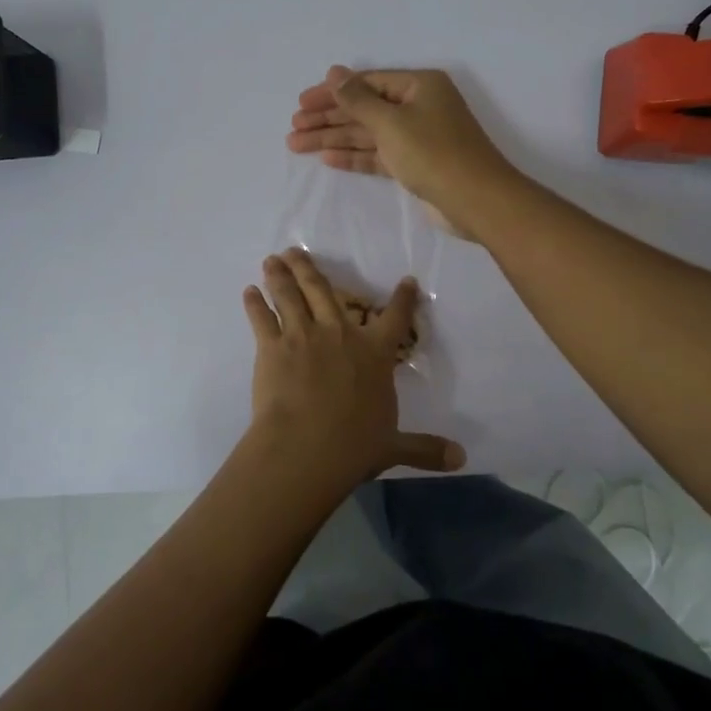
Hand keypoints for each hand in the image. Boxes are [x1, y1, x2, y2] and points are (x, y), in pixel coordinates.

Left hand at [243, 248, 463, 486]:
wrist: (307, 447)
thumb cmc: (354, 446)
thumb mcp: (394, 447)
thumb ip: (425, 448)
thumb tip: (461, 459)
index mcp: (374, 354)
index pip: (395, 319)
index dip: (403, 299)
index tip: (406, 280)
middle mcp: (339, 335)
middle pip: (324, 291)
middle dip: (310, 269)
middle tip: (296, 250)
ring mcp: (303, 336)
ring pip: (291, 296)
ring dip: (281, 276)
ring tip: (272, 259)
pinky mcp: (272, 347)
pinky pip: (262, 319)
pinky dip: (254, 304)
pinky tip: (248, 292)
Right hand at [286, 66, 519, 237]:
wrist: (475, 200)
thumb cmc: (433, 153)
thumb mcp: (391, 122)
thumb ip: (358, 99)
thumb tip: (335, 72)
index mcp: (418, 86)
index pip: (366, 83)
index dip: (331, 93)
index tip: (301, 104)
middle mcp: (418, 106)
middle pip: (364, 108)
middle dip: (328, 118)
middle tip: (293, 128)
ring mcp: (416, 136)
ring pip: (367, 133)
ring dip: (333, 138)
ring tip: (296, 145)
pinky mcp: (414, 164)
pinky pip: (377, 154)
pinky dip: (353, 156)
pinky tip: (327, 158)